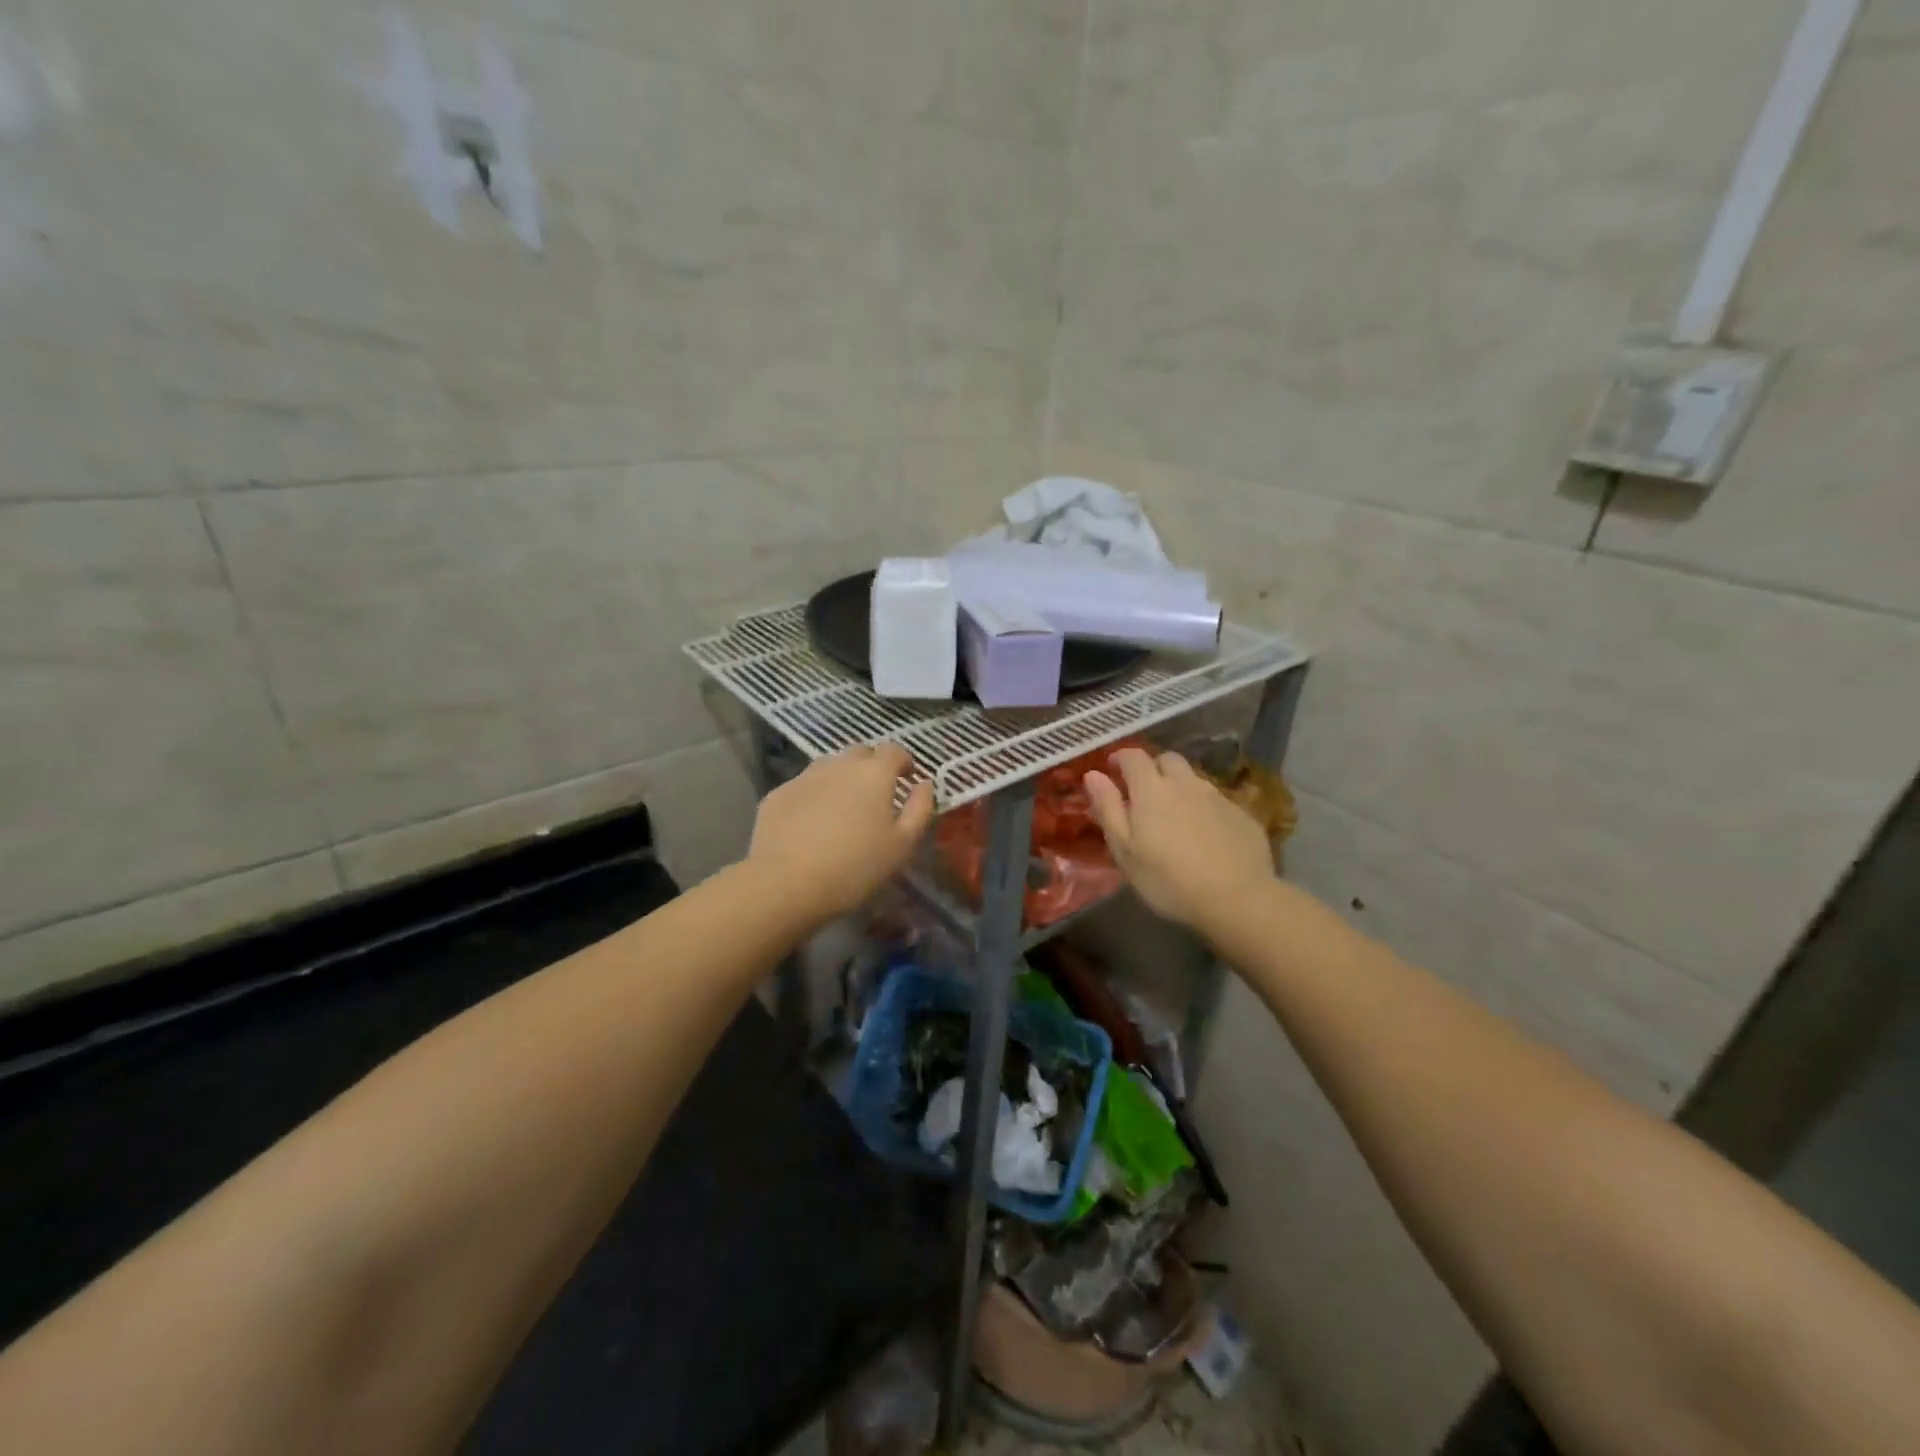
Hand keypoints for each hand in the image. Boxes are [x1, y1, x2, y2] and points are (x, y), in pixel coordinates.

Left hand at [747, 743, 935, 920]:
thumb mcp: (902, 845)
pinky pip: (804, 786)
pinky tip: (812, 823)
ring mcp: (805, 776)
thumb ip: (920, 809)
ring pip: (830, 767)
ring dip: (842, 778)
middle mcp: (839, 764)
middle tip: (877, 795)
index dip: (904, 761)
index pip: (894, 750)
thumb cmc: (854, 866)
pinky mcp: (778, 794)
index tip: (908, 778)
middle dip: (873, 767)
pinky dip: (815, 796)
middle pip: (861, 753)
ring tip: (844, 808)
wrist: (785, 883)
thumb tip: (925, 784)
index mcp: (874, 773)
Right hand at [1085, 748, 1274, 930]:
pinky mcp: (1242, 814)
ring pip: (1193, 779)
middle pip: (1167, 759)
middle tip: (1144, 793)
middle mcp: (1186, 783)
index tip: (1113, 769)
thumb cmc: (1168, 880)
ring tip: (1174, 817)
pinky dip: (1203, 808)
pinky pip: (1216, 801)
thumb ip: (1108, 808)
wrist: (1237, 900)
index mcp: (1152, 789)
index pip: (1134, 756)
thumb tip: (1093, 775)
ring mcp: (1217, 797)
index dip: (1121, 758)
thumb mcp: (1125, 850)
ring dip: (1179, 788)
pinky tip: (1204, 836)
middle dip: (1153, 768)